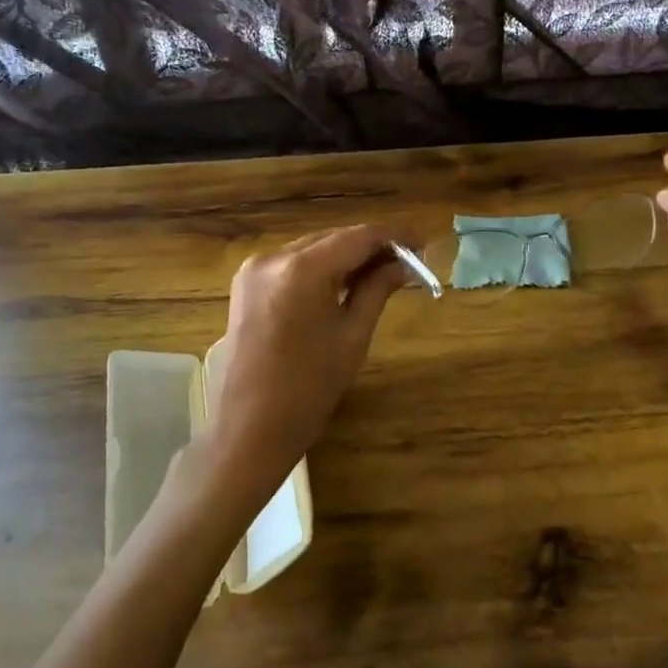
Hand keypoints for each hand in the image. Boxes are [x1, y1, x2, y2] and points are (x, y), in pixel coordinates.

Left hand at [195, 225, 407, 507]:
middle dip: (371, 247)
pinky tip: (343, 283)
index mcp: (302, 270)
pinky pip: (292, 264)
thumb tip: (403, 265)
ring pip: (312, 249)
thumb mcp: (352, 336)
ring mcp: (254, 270)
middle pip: (333, 239)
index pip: (358, 237)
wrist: (248, 430)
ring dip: (346, 256)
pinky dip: (320, 268)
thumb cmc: (309, 389)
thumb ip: (377, 290)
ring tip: (380, 273)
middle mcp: (273, 257)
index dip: (394, 237)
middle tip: (407, 262)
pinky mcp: (245, 285)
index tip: (422, 244)